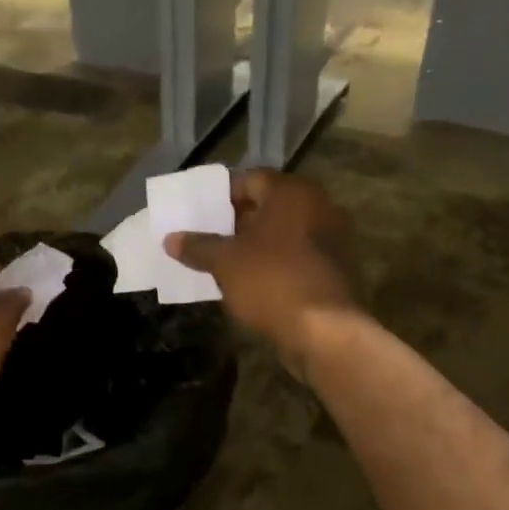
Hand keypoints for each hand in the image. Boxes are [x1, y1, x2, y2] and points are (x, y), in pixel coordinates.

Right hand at [165, 169, 360, 375]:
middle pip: (270, 204)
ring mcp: (333, 237)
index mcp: (291, 192)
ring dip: (258, 242)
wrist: (325, 330)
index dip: (222, 194)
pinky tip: (253, 280)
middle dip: (238, 219)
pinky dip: (276, 261)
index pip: (250, 179)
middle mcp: (318, 205)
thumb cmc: (271, 281)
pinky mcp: (337, 267)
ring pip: (285, 231)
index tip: (200, 211)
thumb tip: (170, 239)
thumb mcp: (225, 263)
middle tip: (209, 235)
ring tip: (226, 260)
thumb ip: (198, 247)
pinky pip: (298, 254)